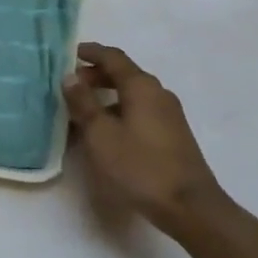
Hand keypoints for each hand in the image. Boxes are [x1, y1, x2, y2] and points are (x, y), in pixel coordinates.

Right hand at [63, 44, 229, 240]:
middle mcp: (158, 93)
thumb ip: (84, 103)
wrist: (188, 205)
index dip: (90, 52)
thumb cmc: (139, 166)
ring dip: (106, 97)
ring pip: (132, 95)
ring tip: (82, 112)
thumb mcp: (101, 135)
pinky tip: (106, 133)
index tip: (69, 53)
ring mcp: (168, 114)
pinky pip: (140, 112)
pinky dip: (119, 112)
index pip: (113, 57)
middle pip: (124, 74)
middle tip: (70, 86)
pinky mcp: (172, 135)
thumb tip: (70, 76)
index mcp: (141, 86)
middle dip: (96, 76)